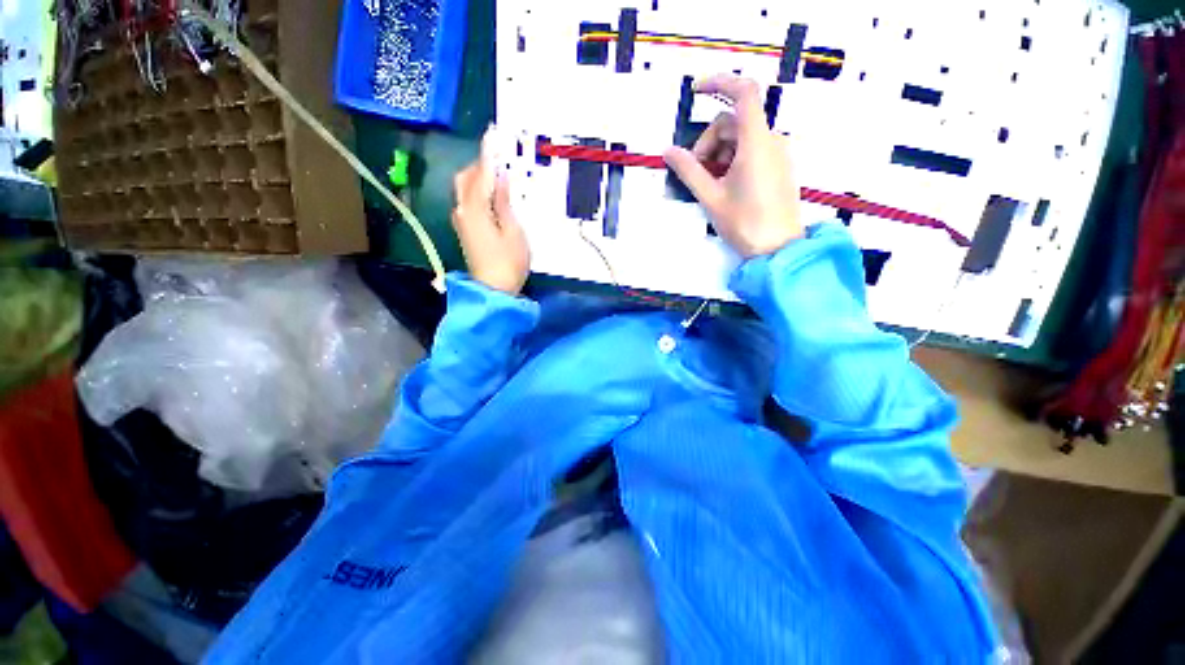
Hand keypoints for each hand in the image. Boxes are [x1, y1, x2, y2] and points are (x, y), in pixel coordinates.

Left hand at [451, 129, 529, 294]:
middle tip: (499, 159)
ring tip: (498, 176)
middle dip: (479, 165)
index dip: (487, 154)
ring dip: (478, 178)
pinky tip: (491, 196)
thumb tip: (500, 179)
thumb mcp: (514, 232)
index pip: (481, 174)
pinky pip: (468, 202)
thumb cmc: (508, 263)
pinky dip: (477, 192)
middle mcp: (463, 211)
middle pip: (465, 179)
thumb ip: (505, 203)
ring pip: (464, 190)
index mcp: (475, 209)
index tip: (492, 134)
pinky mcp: (465, 231)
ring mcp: (462, 222)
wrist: (493, 291)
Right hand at [663, 74, 802, 257]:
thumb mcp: (710, 197)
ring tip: (710, 184)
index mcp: (756, 142)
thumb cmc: (744, 223)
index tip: (695, 91)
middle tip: (696, 172)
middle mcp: (771, 140)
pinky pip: (751, 150)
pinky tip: (724, 185)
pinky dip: (732, 159)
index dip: (719, 83)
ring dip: (718, 152)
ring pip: (741, 137)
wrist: (777, 249)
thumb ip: (688, 170)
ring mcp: (777, 153)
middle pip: (733, 122)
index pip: (743, 92)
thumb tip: (668, 151)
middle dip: (708, 141)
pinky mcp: (777, 166)